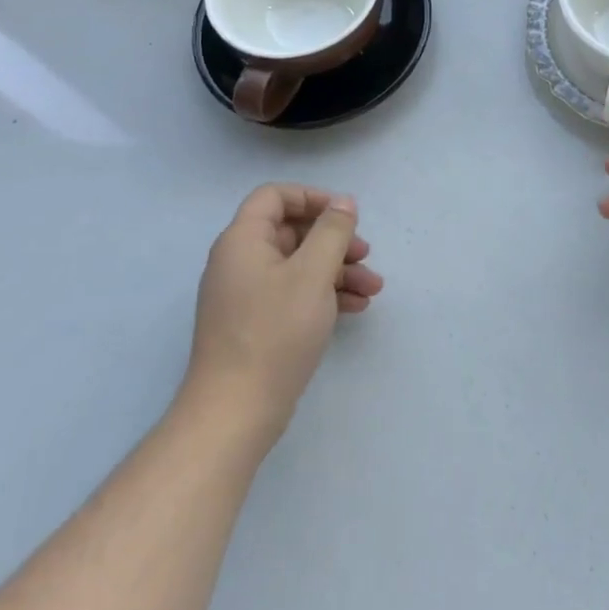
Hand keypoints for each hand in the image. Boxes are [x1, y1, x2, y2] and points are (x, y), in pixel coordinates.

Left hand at [182, 184, 382, 447]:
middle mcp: (239, 262)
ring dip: (337, 270)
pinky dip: (324, 294)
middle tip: (366, 253)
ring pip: (298, 265)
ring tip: (373, 288)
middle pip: (291, 232)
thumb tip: (343, 202)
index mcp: (243, 241)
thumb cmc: (274, 332)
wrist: (235, 412)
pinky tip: (356, 308)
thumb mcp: (313, 273)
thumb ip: (332, 231)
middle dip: (334, 240)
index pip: (274, 197)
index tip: (345, 214)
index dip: (312, 197)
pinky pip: (294, 293)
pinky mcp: (255, 324)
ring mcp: (246, 295)